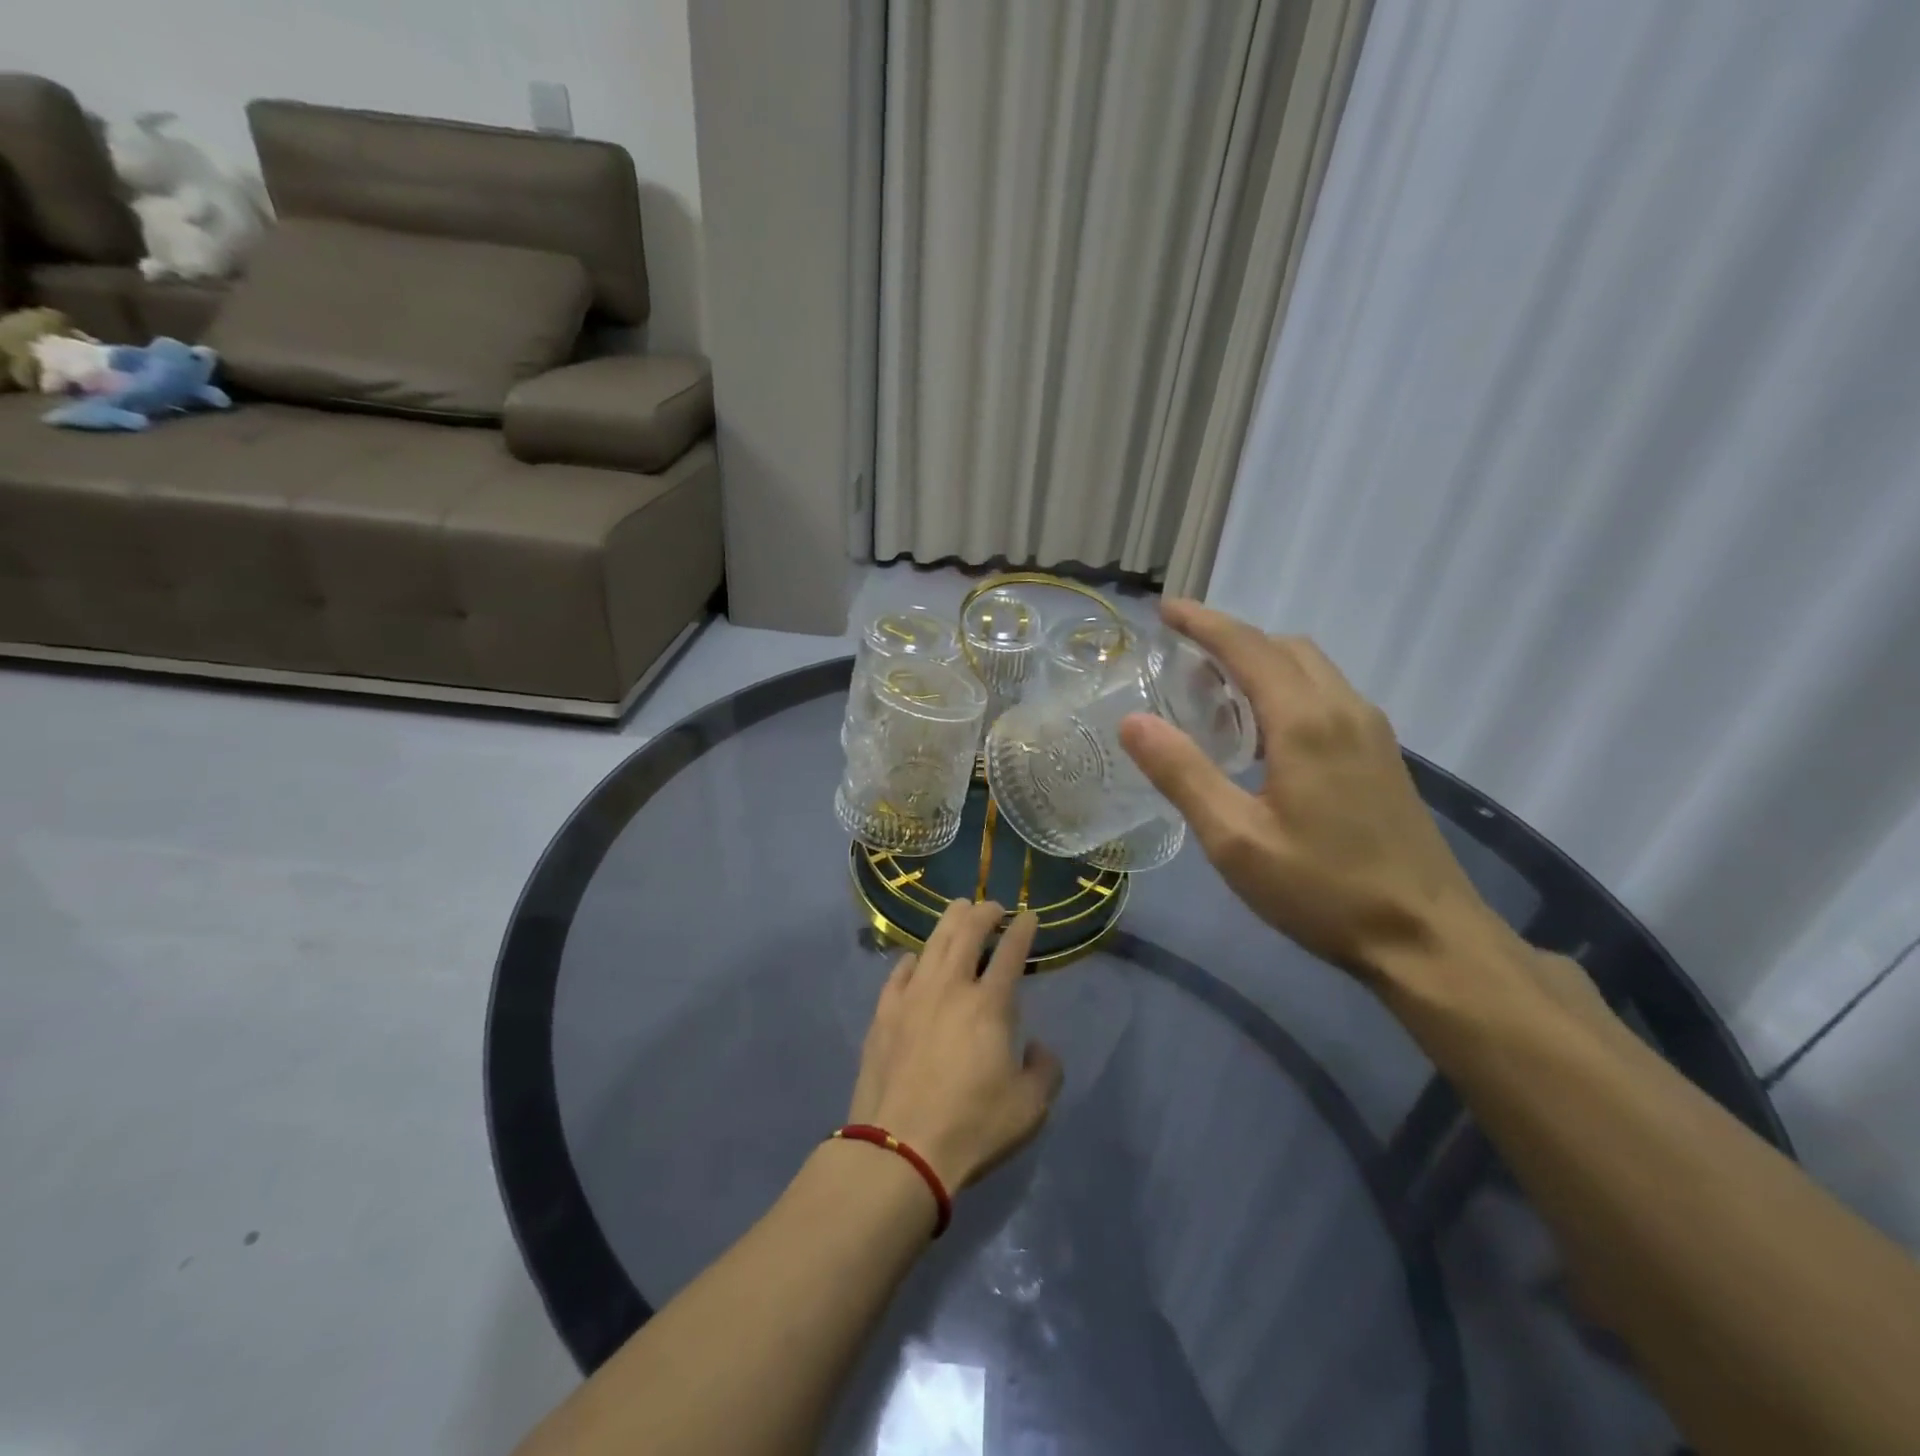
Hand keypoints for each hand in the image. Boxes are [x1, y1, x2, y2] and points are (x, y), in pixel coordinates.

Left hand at [847, 901, 1062, 1191]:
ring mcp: (912, 997)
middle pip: (967, 934)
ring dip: (949, 922)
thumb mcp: (1030, 1108)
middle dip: (983, 913)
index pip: (1010, 953)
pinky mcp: (884, 1014)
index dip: (1022, 930)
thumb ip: (1045, 1070)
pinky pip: (899, 973)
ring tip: (958, 910)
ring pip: (932, 944)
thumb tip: (1037, 1047)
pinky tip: (916, 958)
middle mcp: (950, 988)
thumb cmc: (972, 1126)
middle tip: (992, 907)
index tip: (1029, 916)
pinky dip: (913, 959)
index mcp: (989, 1005)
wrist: (900, 1148)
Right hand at [1120, 600, 1508, 984]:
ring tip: (1214, 694)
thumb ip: (1182, 774)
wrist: (1427, 938)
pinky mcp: (1382, 755)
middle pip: (1283, 647)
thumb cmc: (1322, 890)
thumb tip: (1132, 721)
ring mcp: (1371, 732)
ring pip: (1310, 669)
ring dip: (1261, 663)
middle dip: (1231, 639)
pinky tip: (1263, 735)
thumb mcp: (1235, 840)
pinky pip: (1326, 695)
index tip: (1164, 609)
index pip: (1248, 646)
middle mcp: (1344, 709)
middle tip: (1181, 659)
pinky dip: (1286, 688)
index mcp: (1305, 721)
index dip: (1203, 622)